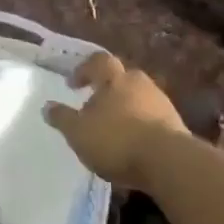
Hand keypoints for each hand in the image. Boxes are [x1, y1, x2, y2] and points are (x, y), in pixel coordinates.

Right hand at [45, 52, 188, 186]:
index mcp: (114, 79)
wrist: (169, 162)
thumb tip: (47, 106)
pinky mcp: (176, 125)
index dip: (83, 70)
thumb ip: (62, 118)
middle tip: (94, 104)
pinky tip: (132, 144)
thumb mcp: (78, 132)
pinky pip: (152, 118)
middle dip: (108, 88)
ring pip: (139, 98)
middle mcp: (140, 84)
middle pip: (122, 78)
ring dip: (125, 108)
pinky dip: (140, 126)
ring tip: (112, 129)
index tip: (73, 85)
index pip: (98, 62)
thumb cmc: (116, 140)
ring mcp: (161, 103)